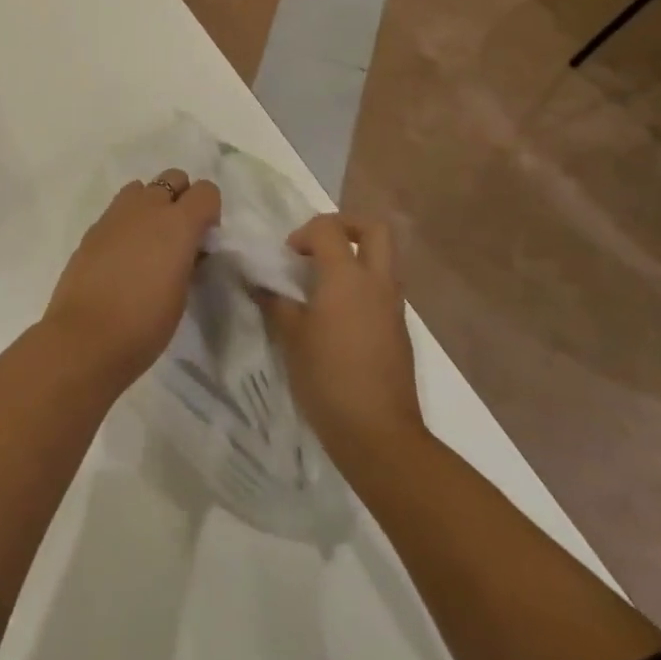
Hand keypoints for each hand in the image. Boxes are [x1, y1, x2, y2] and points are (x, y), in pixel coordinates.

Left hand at [44, 169, 220, 387]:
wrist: (86, 338)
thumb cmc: (145, 324)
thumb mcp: (181, 293)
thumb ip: (187, 259)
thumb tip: (185, 249)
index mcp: (178, 224)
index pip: (206, 191)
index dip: (210, 211)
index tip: (204, 239)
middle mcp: (147, 208)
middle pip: (174, 177)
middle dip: (182, 198)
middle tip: (178, 235)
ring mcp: (115, 215)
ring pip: (142, 188)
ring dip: (152, 204)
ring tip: (149, 241)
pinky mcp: (93, 228)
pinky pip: (118, 210)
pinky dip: (127, 222)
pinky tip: (123, 255)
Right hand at [258, 214, 421, 454]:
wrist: (378, 433)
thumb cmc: (328, 378)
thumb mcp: (291, 337)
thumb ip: (276, 302)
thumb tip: (260, 282)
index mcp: (347, 277)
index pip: (328, 229)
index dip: (303, 233)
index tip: (287, 257)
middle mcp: (377, 283)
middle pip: (374, 229)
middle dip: (345, 226)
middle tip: (318, 245)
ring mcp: (394, 306)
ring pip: (383, 259)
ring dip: (355, 256)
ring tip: (322, 283)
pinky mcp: (400, 330)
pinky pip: (383, 289)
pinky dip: (361, 286)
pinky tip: (336, 316)